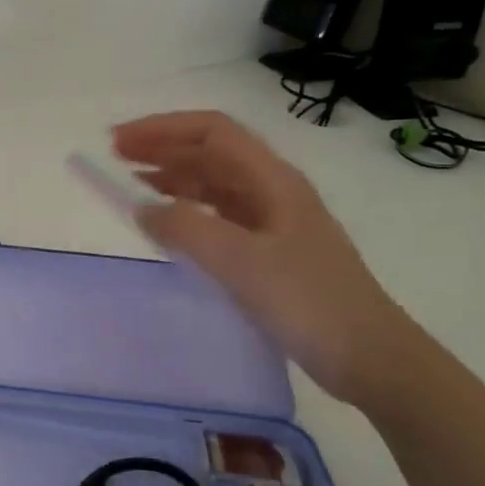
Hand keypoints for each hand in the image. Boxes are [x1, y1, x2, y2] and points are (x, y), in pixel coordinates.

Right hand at [112, 110, 423, 404]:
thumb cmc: (307, 301)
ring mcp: (273, 221)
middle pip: (212, 152)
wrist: (368, 356)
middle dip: (163, 147)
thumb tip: (142, 208)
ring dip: (172, 176)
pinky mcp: (269, 251)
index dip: (163, 129)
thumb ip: (185, 228)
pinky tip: (167, 223)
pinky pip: (218, 215)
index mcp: (272, 180)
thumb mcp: (240, 261)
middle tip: (115, 158)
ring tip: (132, 184)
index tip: (119, 142)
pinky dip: (186, 210)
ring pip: (214, 182)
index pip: (212, 131)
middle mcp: (273, 190)